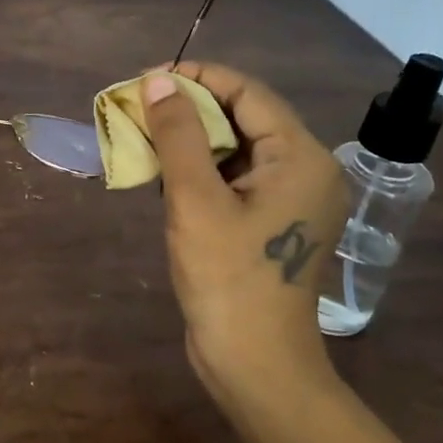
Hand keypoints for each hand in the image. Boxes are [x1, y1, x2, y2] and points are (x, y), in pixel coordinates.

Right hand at [141, 62, 347, 396]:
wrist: (255, 364)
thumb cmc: (228, 280)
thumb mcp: (195, 201)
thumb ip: (178, 135)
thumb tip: (158, 81)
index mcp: (301, 157)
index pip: (247, 93)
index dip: (195, 78)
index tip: (145, 80)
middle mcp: (305, 170)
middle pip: (243, 117)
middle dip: (188, 108)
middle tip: (137, 108)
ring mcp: (291, 199)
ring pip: (236, 149)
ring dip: (190, 140)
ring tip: (143, 136)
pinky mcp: (272, 223)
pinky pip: (235, 179)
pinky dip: (200, 170)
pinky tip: (164, 174)